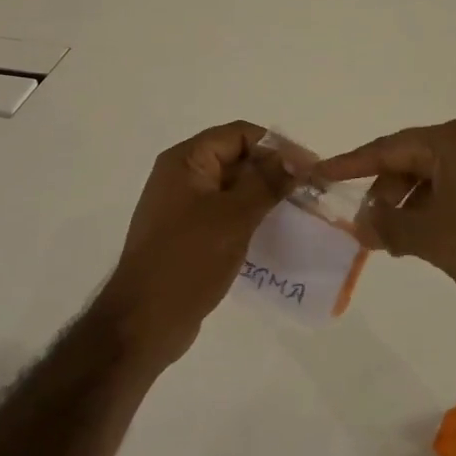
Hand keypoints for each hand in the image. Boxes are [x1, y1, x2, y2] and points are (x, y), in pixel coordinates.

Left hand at [96, 121, 293, 368]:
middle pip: (236, 159)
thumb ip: (266, 182)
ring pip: (233, 189)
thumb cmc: (188, 259)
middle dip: (273, 172)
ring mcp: (183, 207)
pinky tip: (274, 235)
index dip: (276, 146)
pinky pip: (225, 215)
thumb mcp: (234, 216)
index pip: (239, 134)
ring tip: (300, 214)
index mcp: (186, 160)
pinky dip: (249, 219)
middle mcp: (181, 176)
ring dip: (264, 197)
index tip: (309, 168)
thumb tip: (296, 157)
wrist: (144, 321)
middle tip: (311, 193)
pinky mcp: (188, 235)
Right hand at [314, 120, 455, 332]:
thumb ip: (388, 226)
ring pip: (434, 179)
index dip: (348, 164)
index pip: (386, 148)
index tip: (318, 174)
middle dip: (383, 193)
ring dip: (409, 206)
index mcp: (451, 141)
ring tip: (398, 243)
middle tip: (368, 229)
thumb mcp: (431, 237)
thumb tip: (362, 224)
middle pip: (410, 161)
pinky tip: (431, 240)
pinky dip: (435, 211)